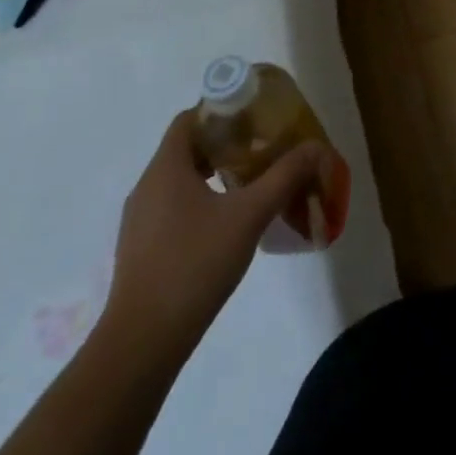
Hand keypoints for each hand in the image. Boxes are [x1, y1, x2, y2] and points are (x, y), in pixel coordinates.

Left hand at [102, 113, 324, 363]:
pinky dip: (200, 202)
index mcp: (166, 168)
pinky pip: (172, 208)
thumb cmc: (194, 265)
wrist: (142, 344)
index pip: (189, 119)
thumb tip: (315, 147)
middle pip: (187, 147)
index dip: (222, 110)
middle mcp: (147, 186)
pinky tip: (227, 224)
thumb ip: (284, 176)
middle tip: (262, 149)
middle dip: (225, 143)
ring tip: (251, 184)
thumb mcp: (249, 215)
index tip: (255, 119)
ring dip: (214, 174)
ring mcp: (139, 221)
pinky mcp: (141, 250)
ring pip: (180, 180)